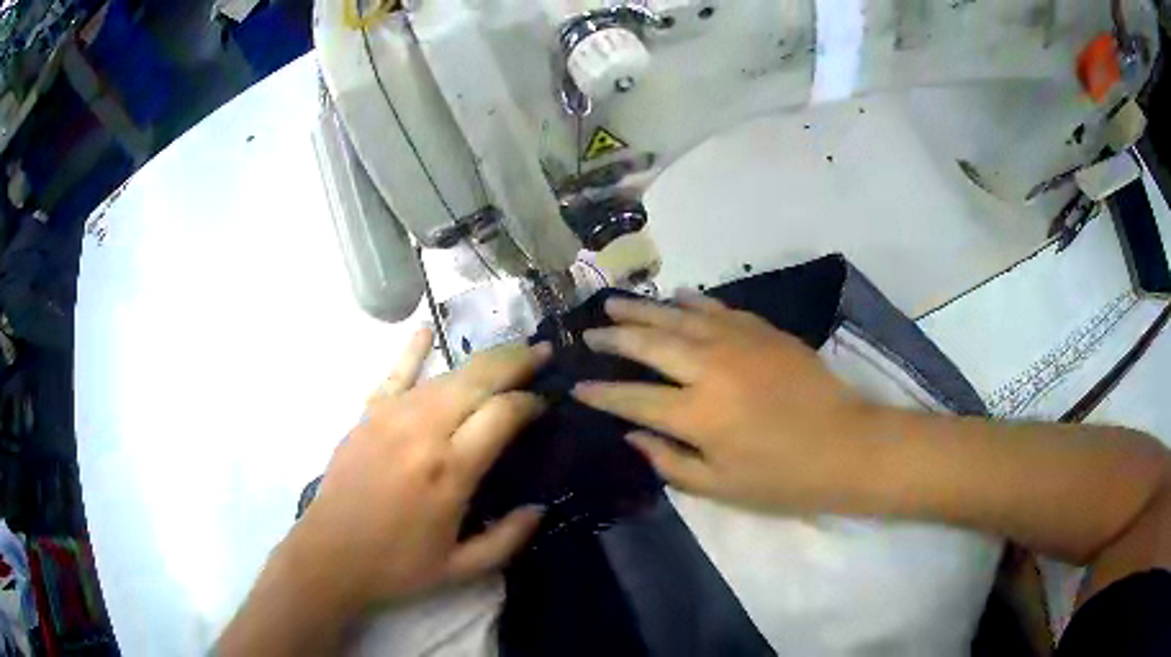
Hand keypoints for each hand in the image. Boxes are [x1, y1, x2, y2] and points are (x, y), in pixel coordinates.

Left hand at [287, 328, 549, 611]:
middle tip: (542, 353)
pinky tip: (426, 330)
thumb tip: (540, 507)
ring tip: (507, 353)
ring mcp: (390, 418)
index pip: (502, 414)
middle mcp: (422, 432)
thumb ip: (508, 539)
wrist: (330, 556)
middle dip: (515, 361)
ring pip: (444, 375)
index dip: (530, 401)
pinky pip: (394, 374)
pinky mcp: (367, 416)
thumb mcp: (462, 569)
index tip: (546, 401)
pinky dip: (412, 351)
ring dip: (480, 361)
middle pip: (477, 380)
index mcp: (450, 471)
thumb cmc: (397, 565)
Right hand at [572, 294, 877, 513]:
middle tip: (589, 331)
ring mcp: (739, 342)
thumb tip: (632, 435)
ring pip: (680, 316)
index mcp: (697, 414)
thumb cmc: (783, 478)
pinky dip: (694, 301)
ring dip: (644, 309)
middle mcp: (710, 368)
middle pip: (650, 344)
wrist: (847, 445)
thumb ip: (670, 461)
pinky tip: (677, 296)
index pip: (633, 398)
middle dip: (614, 337)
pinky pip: (720, 309)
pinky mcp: (763, 331)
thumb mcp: (721, 486)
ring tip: (615, 302)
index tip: (577, 386)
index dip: (602, 393)